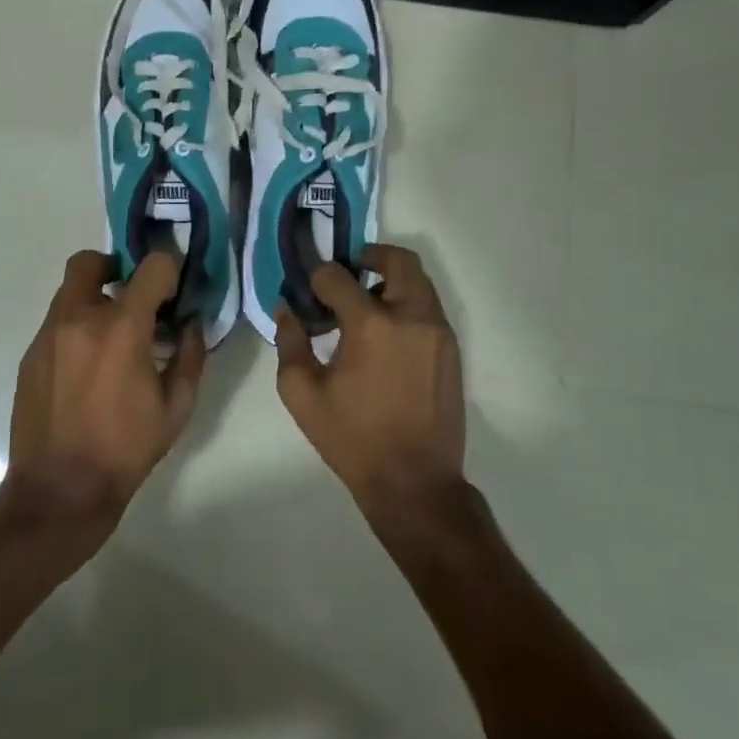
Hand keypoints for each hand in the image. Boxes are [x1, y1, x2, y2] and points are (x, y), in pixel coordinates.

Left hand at [7, 249, 204, 527]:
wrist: (60, 489)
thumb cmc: (126, 449)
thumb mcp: (177, 407)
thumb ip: (191, 355)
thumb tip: (192, 322)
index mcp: (122, 328)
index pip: (151, 267)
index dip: (168, 269)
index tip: (173, 290)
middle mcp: (79, 318)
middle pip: (90, 261)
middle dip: (115, 268)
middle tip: (132, 297)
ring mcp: (48, 334)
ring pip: (69, 291)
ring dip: (94, 300)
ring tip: (111, 339)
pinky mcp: (30, 354)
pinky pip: (56, 322)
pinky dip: (76, 328)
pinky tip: (87, 367)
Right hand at [274, 245, 465, 520]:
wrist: (415, 482)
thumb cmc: (353, 439)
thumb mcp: (302, 394)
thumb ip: (290, 343)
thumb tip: (287, 310)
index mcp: (372, 325)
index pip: (339, 277)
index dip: (318, 278)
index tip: (309, 290)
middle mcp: (412, 317)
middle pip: (398, 261)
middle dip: (370, 256)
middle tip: (348, 272)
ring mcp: (438, 332)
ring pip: (419, 281)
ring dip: (390, 280)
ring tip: (365, 306)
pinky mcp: (452, 350)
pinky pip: (429, 307)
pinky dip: (407, 303)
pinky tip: (386, 334)